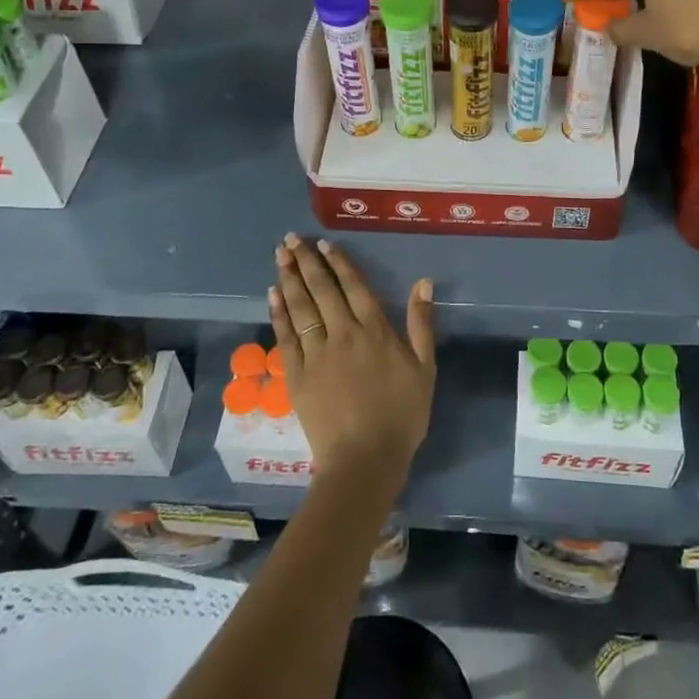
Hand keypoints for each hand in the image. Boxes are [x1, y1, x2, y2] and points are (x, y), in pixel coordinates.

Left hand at [270, 234, 435, 490]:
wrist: (365, 459)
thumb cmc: (401, 415)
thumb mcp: (424, 368)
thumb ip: (421, 323)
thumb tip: (424, 282)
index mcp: (375, 330)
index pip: (353, 287)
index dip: (338, 263)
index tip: (324, 244)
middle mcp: (343, 334)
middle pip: (322, 290)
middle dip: (306, 261)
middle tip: (291, 239)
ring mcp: (316, 354)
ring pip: (301, 307)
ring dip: (290, 278)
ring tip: (280, 256)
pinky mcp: (296, 375)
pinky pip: (285, 337)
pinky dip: (279, 313)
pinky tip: (273, 294)